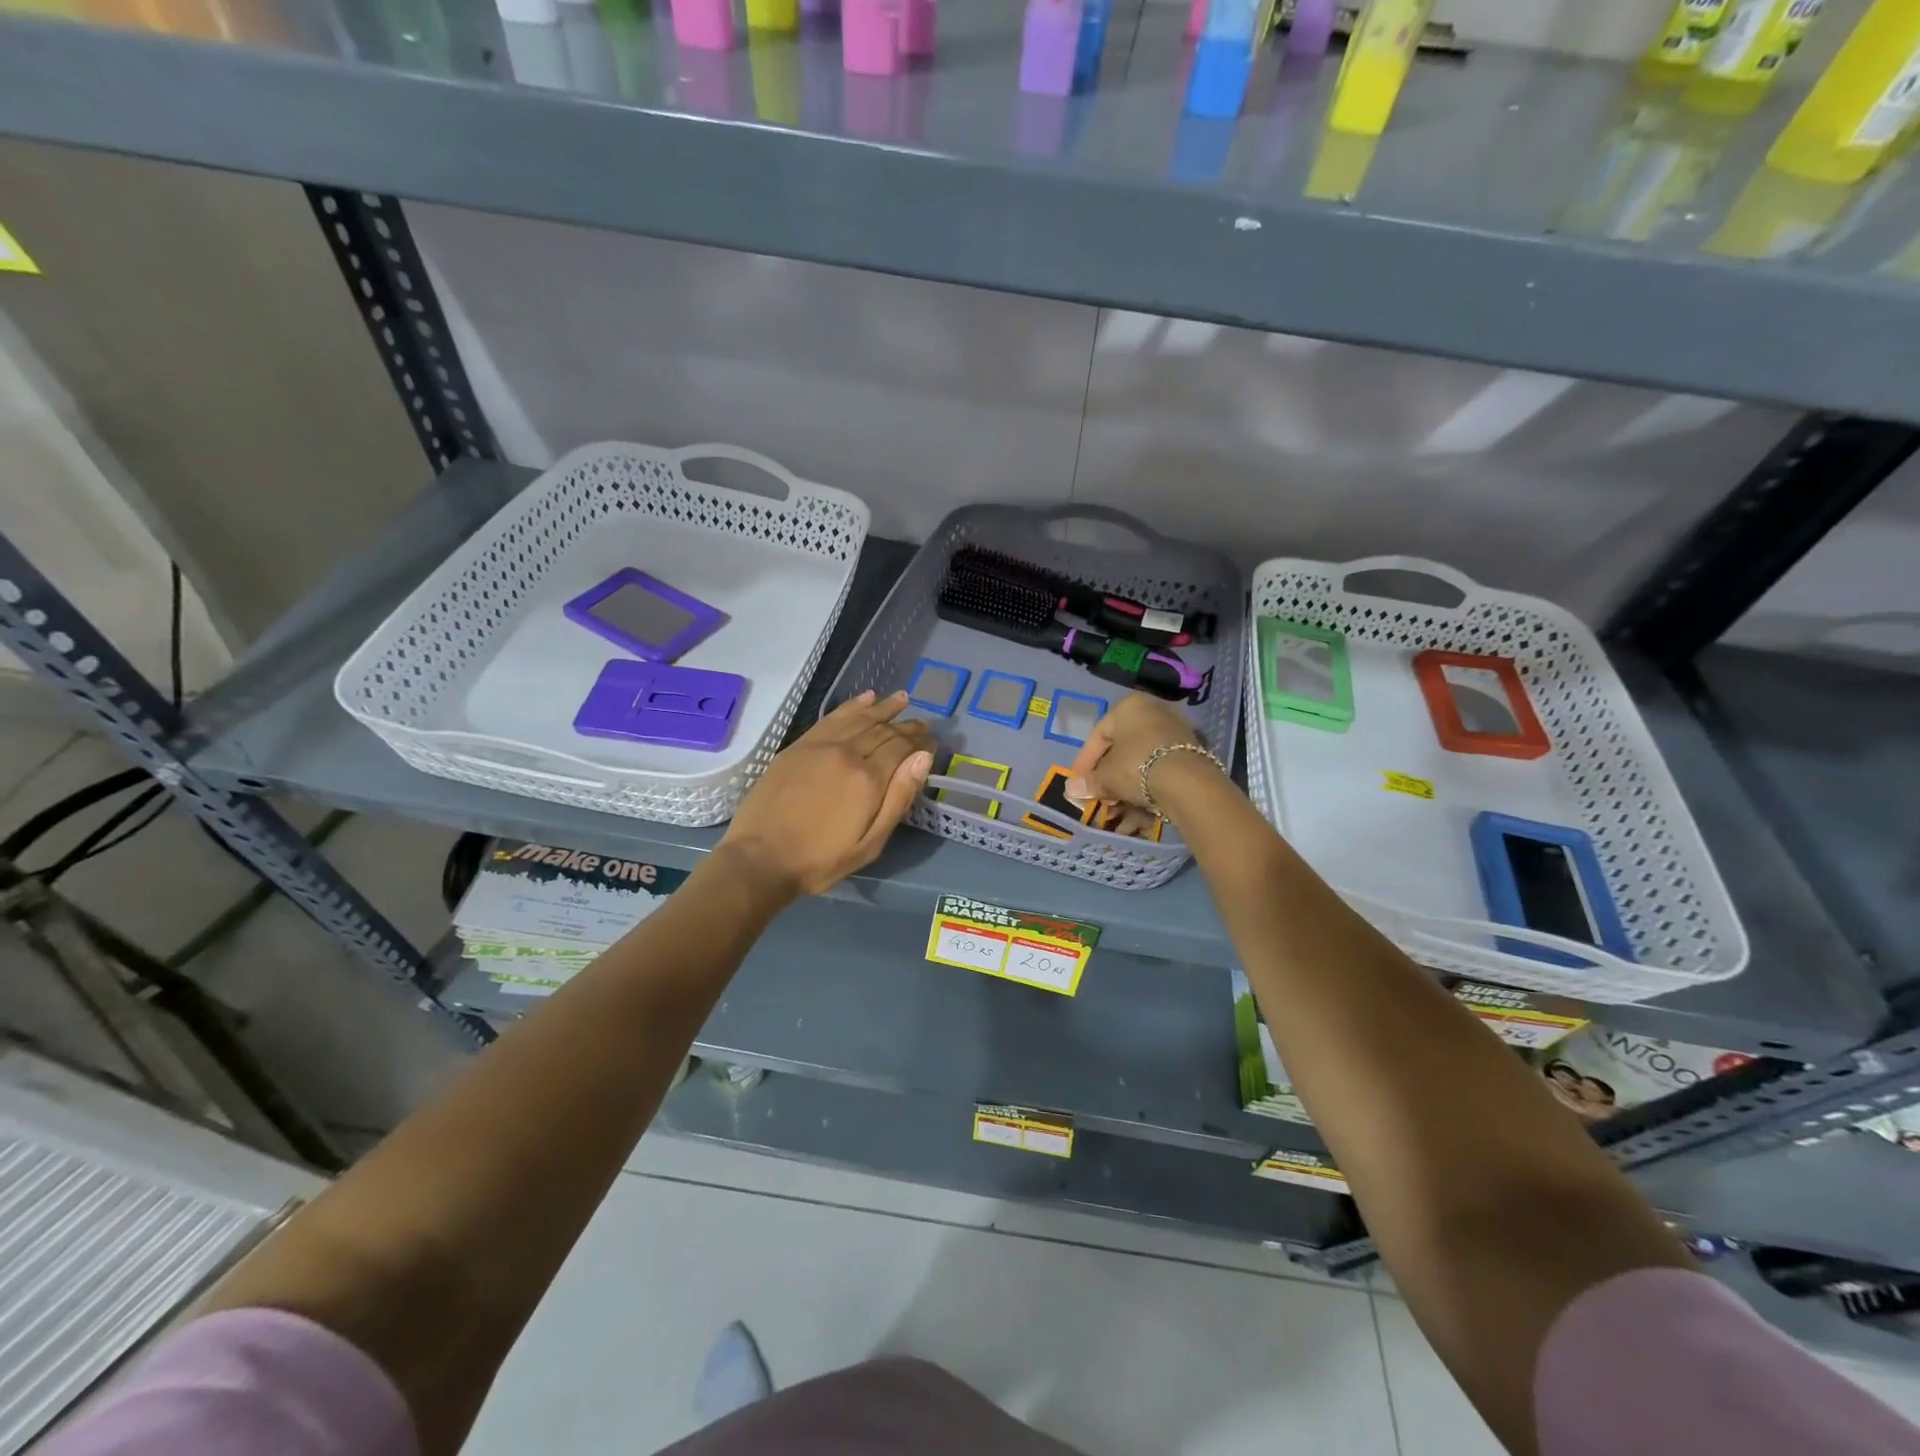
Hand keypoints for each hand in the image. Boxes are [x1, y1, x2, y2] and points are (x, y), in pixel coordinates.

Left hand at [718, 690, 933, 899]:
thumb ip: (899, 798)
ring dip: (883, 707)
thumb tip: (923, 758)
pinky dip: (852, 706)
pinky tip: (866, 698)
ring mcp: (820, 745)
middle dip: (906, 726)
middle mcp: (847, 753)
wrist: (760, 859)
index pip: (903, 748)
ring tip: (902, 699)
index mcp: (868, 779)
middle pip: (884, 730)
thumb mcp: (870, 843)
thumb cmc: (821, 860)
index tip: (932, 741)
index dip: (920, 743)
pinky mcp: (799, 745)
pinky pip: (832, 717)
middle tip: (923, 724)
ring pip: (860, 718)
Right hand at [1066, 693, 1207, 811]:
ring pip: (1140, 762)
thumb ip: (1089, 782)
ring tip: (1117, 810)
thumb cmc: (1137, 766)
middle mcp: (1153, 711)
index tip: (1079, 783)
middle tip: (1099, 798)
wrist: (1187, 781)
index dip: (1085, 763)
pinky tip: (1139, 809)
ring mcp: (1175, 731)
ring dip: (1125, 787)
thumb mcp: (1106, 776)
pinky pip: (1159, 769)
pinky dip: (1147, 787)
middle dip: (1107, 778)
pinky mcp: (1190, 752)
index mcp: (1129, 706)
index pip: (1098, 736)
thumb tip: (1071, 790)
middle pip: (1121, 749)